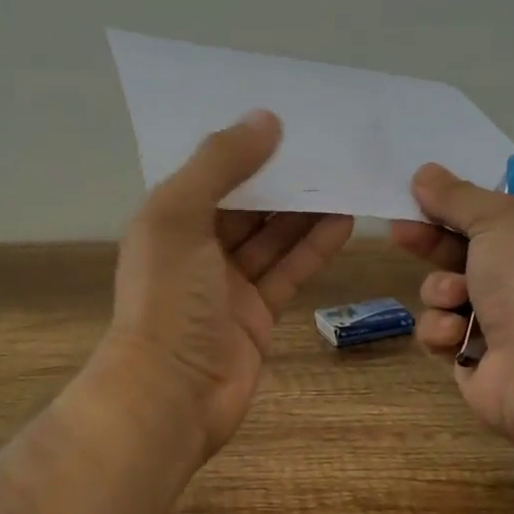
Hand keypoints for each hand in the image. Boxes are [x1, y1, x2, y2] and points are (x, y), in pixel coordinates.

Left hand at [102, 110, 353, 458]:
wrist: (171, 394)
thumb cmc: (168, 298)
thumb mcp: (180, 216)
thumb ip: (219, 164)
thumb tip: (266, 118)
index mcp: (168, 220)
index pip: (210, 173)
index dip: (244, 147)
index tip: (286, 119)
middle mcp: (196, 249)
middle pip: (246, 204)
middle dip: (282, 177)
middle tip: (328, 146)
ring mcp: (227, 285)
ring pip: (272, 236)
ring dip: (305, 209)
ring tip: (345, 177)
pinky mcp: (257, 314)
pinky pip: (288, 270)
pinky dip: (313, 247)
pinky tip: (345, 221)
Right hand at [390, 163, 513, 448]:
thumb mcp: (500, 221)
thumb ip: (458, 197)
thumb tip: (425, 172)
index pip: (491, 220)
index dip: (452, 207)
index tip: (416, 196)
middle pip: (461, 255)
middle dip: (430, 244)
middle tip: (399, 233)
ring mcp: (499, 326)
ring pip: (443, 296)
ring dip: (440, 292)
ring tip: (455, 299)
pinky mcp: (473, 361)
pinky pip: (439, 334)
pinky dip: (442, 331)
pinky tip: (456, 335)